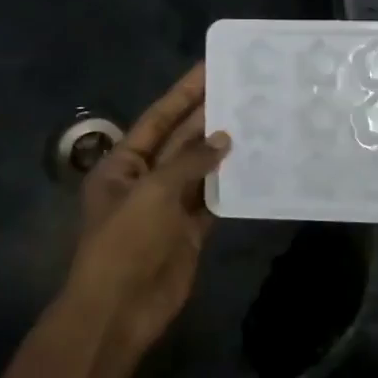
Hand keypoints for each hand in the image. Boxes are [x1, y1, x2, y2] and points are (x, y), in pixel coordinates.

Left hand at [62, 63, 230, 355]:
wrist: (119, 309)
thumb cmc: (125, 242)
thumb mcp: (153, 193)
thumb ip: (190, 162)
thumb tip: (223, 139)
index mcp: (123, 164)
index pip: (158, 119)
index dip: (183, 93)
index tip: (209, 68)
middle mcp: (146, 179)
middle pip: (181, 140)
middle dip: (209, 116)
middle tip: (245, 89)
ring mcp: (169, 205)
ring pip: (201, 168)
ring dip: (224, 148)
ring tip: (257, 120)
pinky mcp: (190, 229)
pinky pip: (214, 198)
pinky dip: (232, 184)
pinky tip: (256, 165)